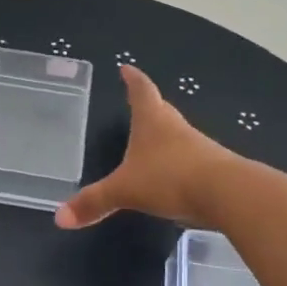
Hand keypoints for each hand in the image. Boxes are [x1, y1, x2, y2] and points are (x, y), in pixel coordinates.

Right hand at [55, 65, 239, 229]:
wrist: (227, 194)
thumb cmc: (170, 179)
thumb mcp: (125, 191)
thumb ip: (94, 202)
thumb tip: (59, 217)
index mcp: (152, 122)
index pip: (141, 91)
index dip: (133, 80)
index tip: (127, 68)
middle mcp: (176, 128)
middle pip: (162, 109)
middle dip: (149, 105)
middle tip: (139, 101)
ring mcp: (198, 147)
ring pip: (177, 135)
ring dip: (165, 136)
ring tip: (152, 142)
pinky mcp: (213, 169)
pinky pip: (190, 160)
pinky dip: (178, 163)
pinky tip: (173, 176)